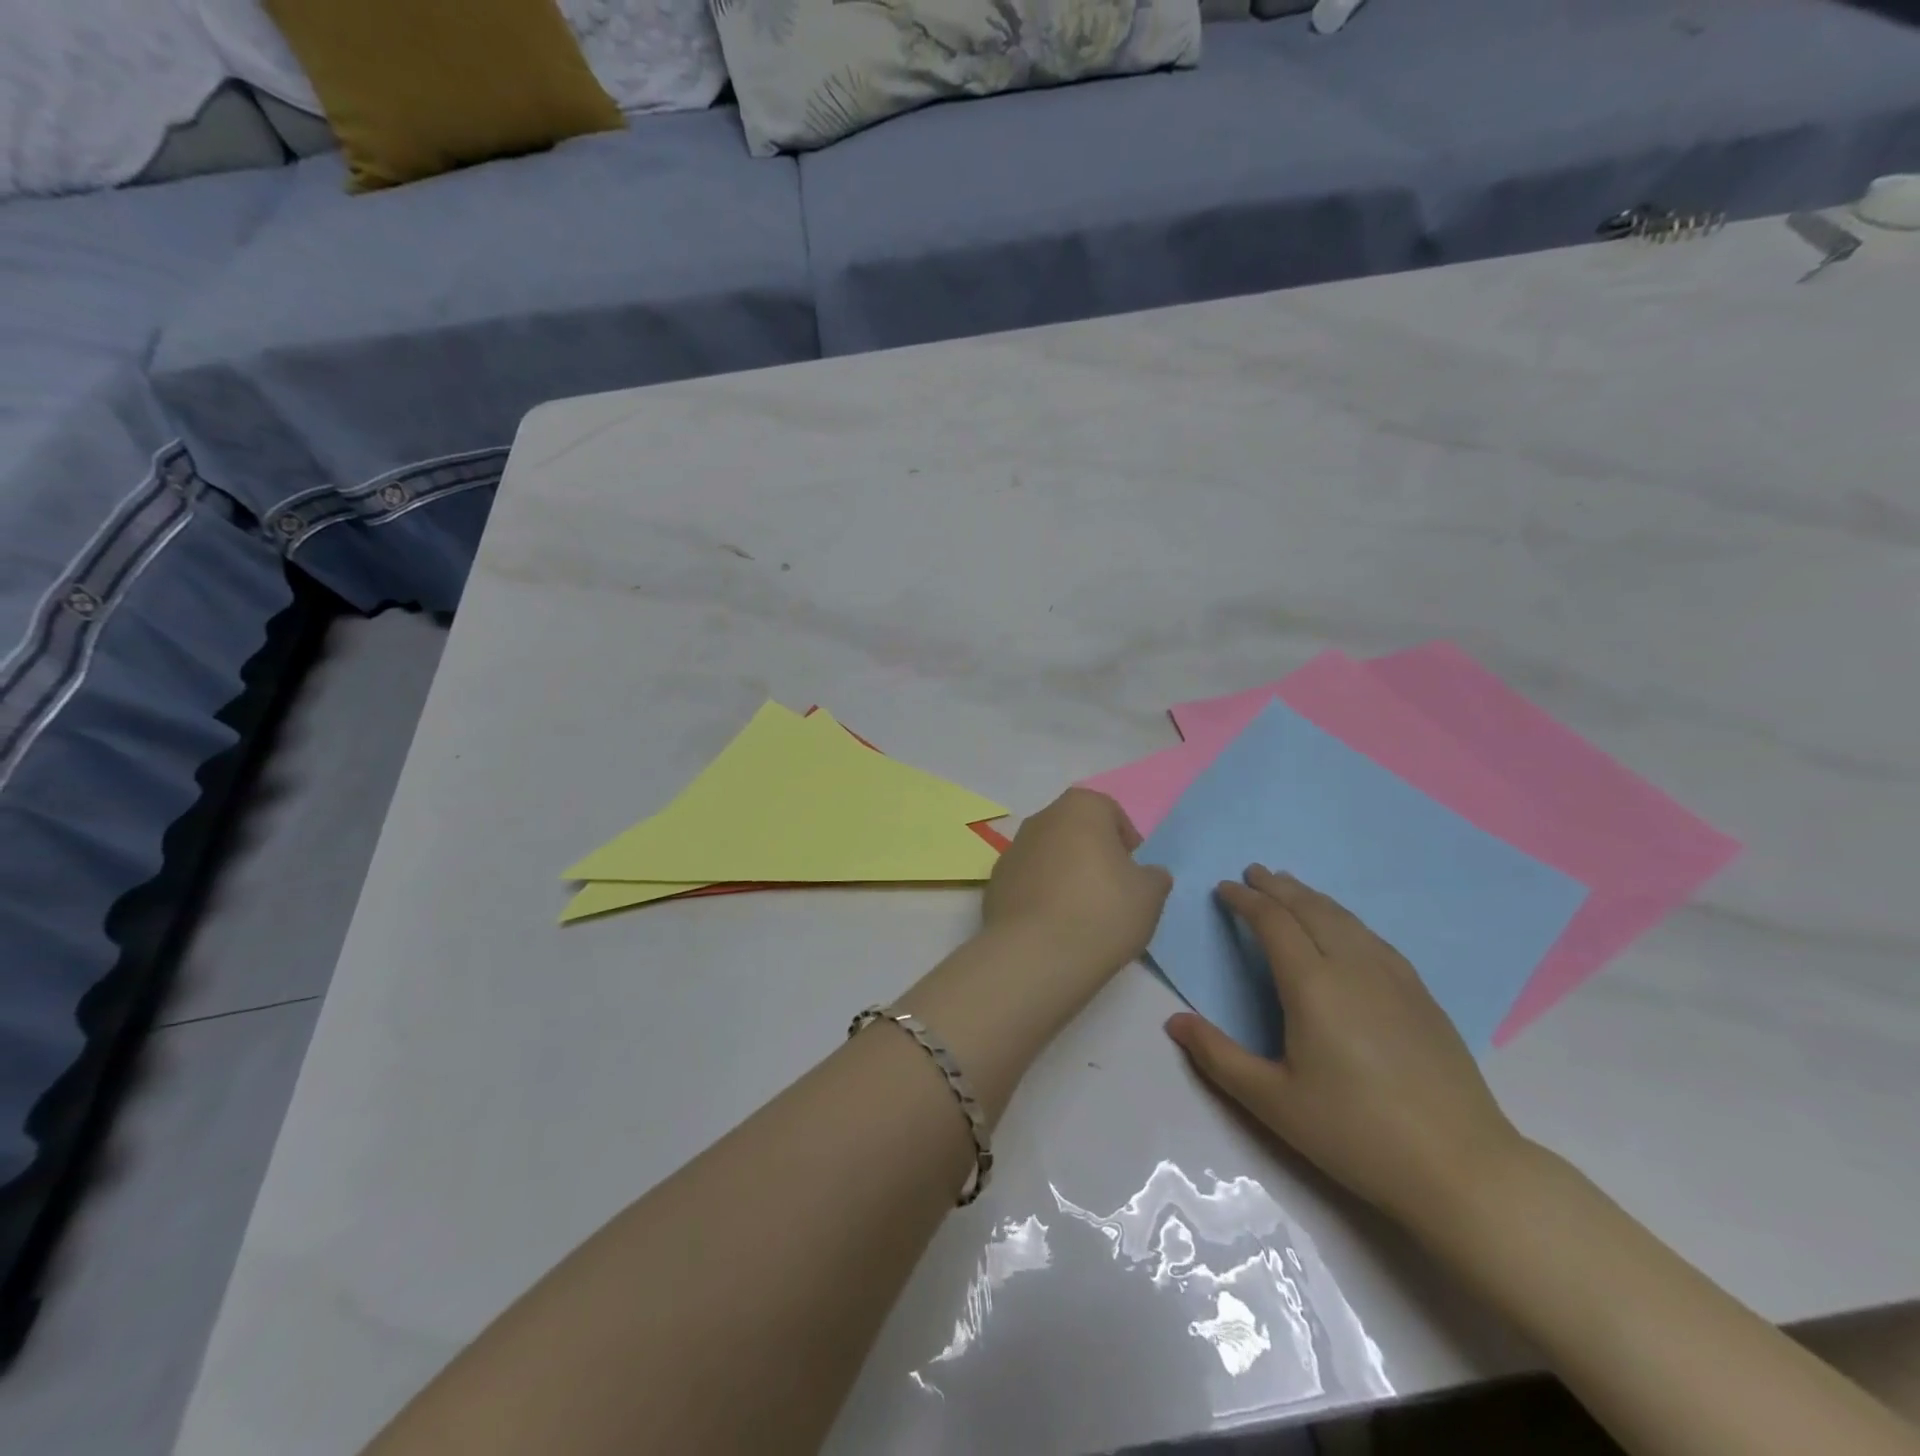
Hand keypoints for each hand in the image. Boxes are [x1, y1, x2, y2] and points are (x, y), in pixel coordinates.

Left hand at [982, 789, 1171, 979]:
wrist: (1036, 955)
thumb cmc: (1102, 911)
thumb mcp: (1150, 895)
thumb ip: (1153, 876)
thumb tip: (1147, 874)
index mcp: (1080, 807)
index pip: (1111, 813)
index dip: (1126, 842)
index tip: (1134, 874)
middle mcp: (1041, 818)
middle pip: (1076, 831)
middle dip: (1093, 855)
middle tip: (1111, 893)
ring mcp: (1012, 850)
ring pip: (1049, 856)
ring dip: (1065, 875)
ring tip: (1082, 915)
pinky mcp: (995, 883)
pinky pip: (1028, 883)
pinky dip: (1041, 896)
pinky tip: (1054, 927)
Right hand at [1165, 866, 1524, 1226]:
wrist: (1461, 1167)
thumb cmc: (1356, 1133)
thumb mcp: (1273, 1102)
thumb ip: (1218, 1057)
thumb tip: (1174, 1022)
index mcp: (1313, 986)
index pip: (1273, 923)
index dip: (1246, 901)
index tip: (1224, 889)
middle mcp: (1353, 967)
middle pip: (1311, 909)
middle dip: (1278, 887)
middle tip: (1254, 872)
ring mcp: (1394, 978)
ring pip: (1346, 918)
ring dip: (1312, 897)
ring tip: (1292, 887)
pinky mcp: (1422, 996)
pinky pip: (1373, 938)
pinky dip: (1345, 918)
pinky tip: (1346, 929)